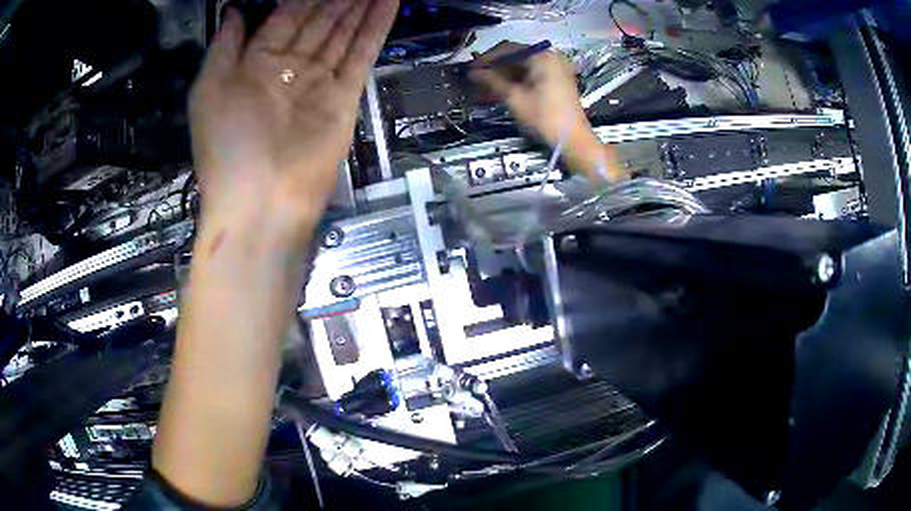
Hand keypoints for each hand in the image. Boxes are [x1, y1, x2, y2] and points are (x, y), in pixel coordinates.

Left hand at [190, 0, 398, 231]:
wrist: (260, 201)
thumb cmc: (226, 145)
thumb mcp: (210, 90)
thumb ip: (224, 47)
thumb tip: (234, 10)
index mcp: (254, 65)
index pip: (284, 17)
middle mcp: (288, 69)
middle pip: (317, 21)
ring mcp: (318, 83)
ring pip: (342, 33)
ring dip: (360, 6)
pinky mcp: (344, 98)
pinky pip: (361, 55)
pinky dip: (375, 29)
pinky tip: (389, 3)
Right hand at [469, 41, 585, 146]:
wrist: (572, 140)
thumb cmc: (543, 116)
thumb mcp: (514, 97)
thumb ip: (491, 80)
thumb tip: (472, 72)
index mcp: (542, 56)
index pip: (508, 49)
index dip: (486, 59)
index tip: (470, 69)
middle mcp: (550, 57)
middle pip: (515, 58)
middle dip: (494, 69)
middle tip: (475, 80)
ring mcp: (555, 70)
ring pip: (522, 69)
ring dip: (502, 78)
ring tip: (483, 90)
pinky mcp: (557, 82)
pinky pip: (531, 77)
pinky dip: (515, 84)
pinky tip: (498, 93)